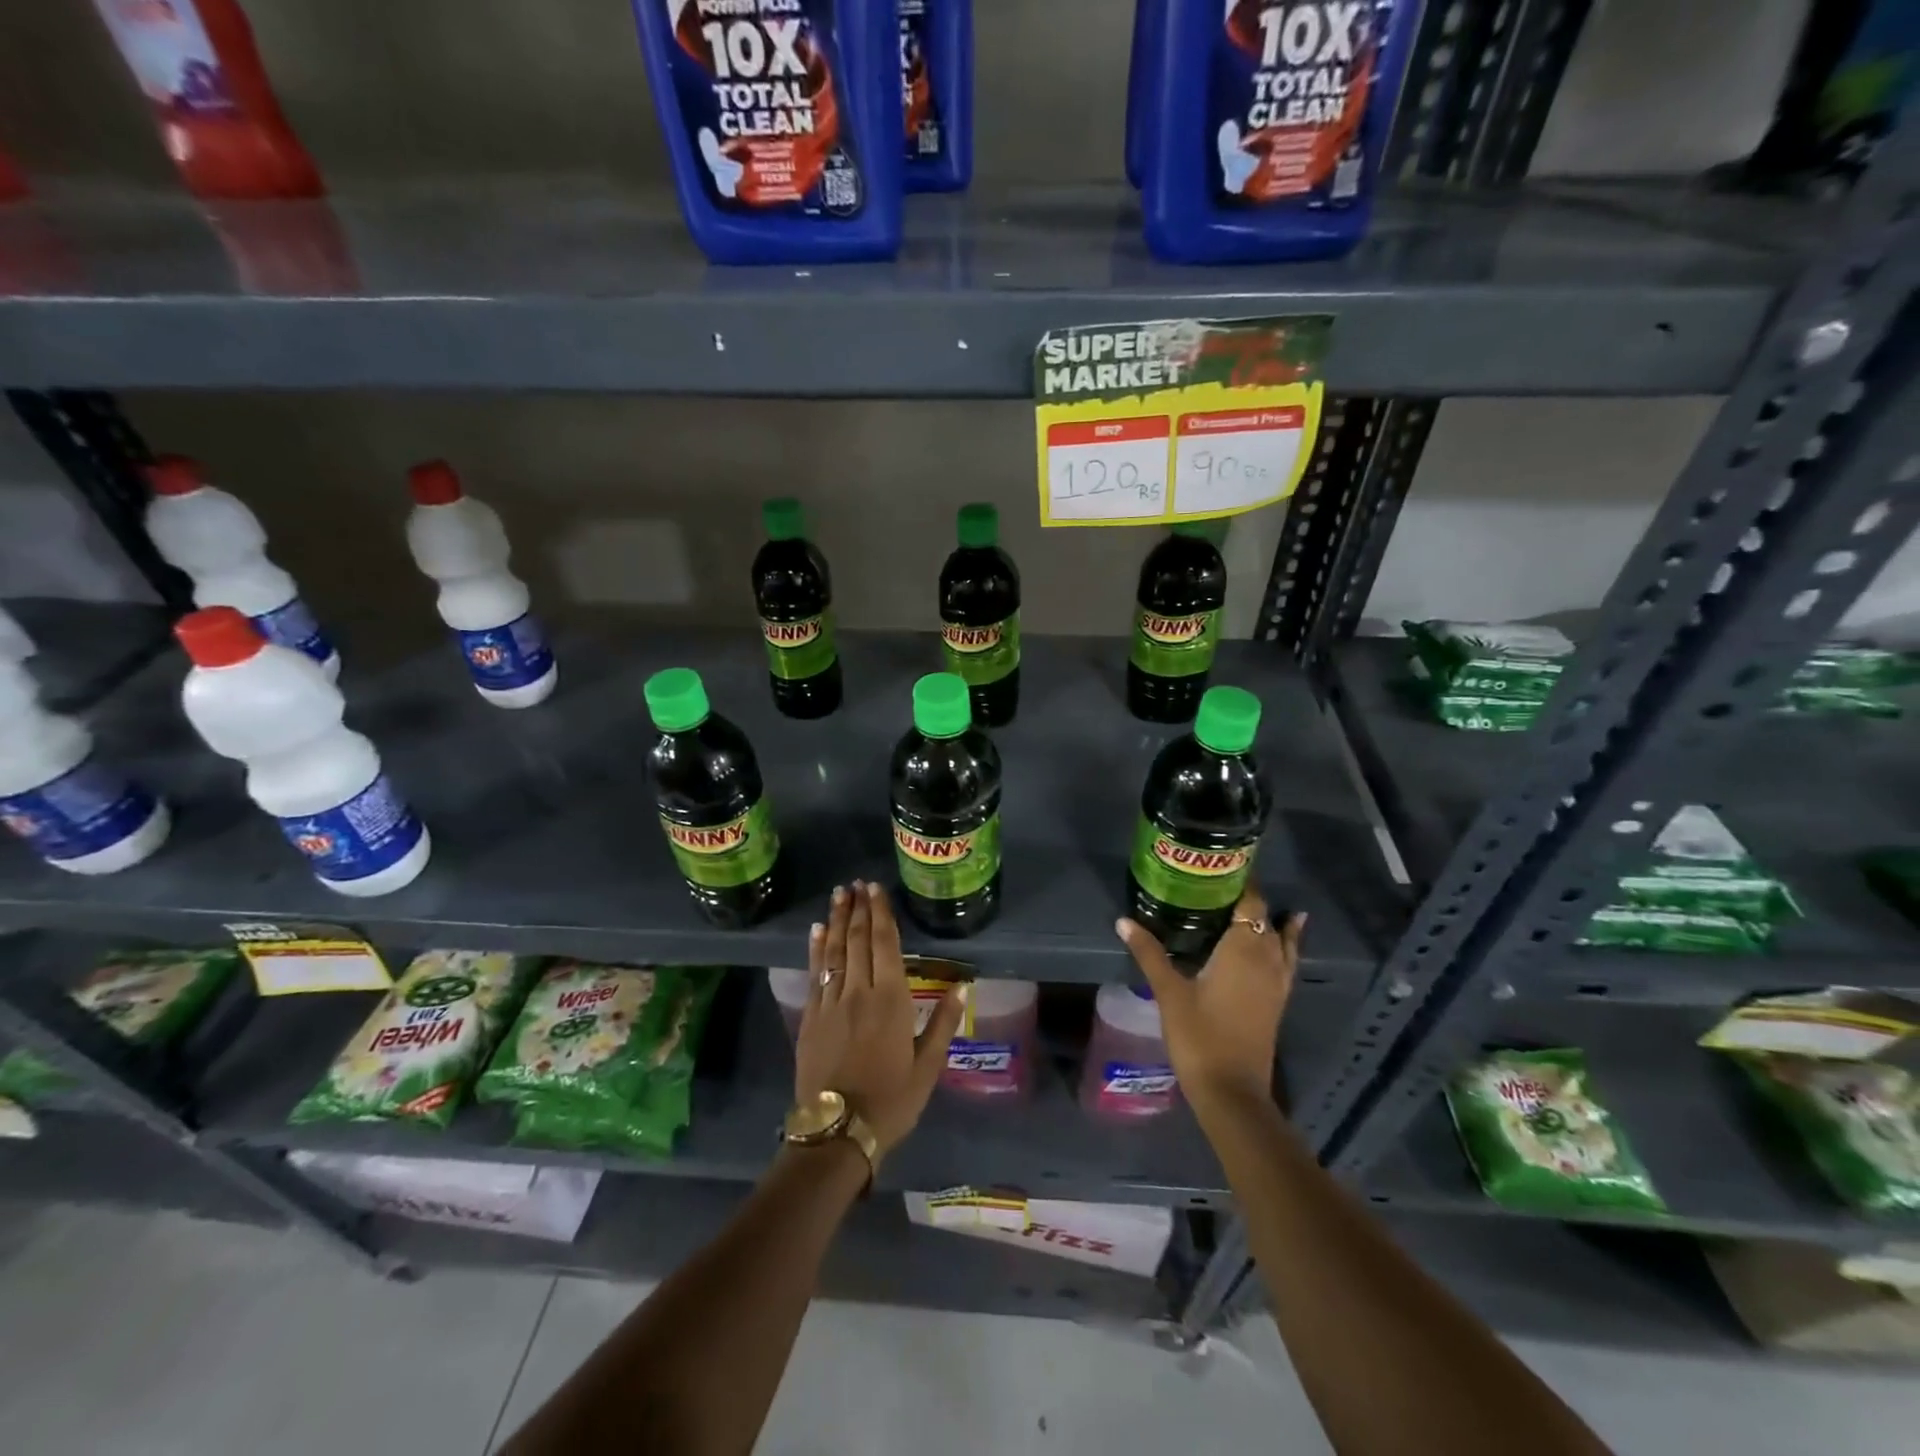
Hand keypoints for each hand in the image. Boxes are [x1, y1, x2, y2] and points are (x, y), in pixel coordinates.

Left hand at [796, 880, 963, 1158]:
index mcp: (892, 1000)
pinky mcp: (811, 1017)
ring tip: (838, 895)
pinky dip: (816, 949)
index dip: (881, 914)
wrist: (838, 1132)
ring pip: (834, 951)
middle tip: (856, 883)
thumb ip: (942, 1022)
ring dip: (836, 920)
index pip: (885, 944)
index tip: (876, 889)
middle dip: (857, 909)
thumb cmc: (891, 1100)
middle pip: (857, 940)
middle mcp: (859, 992)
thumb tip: (962, 985)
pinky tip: (816, 931)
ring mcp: (830, 1002)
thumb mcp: (928, 1067)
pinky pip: (814, 973)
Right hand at [1115, 890, 1303, 1113]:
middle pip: (1265, 918)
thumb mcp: (1169, 991)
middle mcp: (1267, 959)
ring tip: (1254, 903)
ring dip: (1270, 921)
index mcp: (1244, 949)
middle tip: (1219, 883)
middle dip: (1248, 899)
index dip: (1240, 882)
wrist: (1231, 1091)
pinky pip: (1286, 961)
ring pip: (1281, 940)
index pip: (1250, 903)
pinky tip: (1277, 943)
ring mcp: (1277, 983)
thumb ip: (1149, 953)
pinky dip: (1284, 944)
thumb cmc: (1199, 1036)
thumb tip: (1124, 921)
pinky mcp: (1277, 1002)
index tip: (1221, 865)